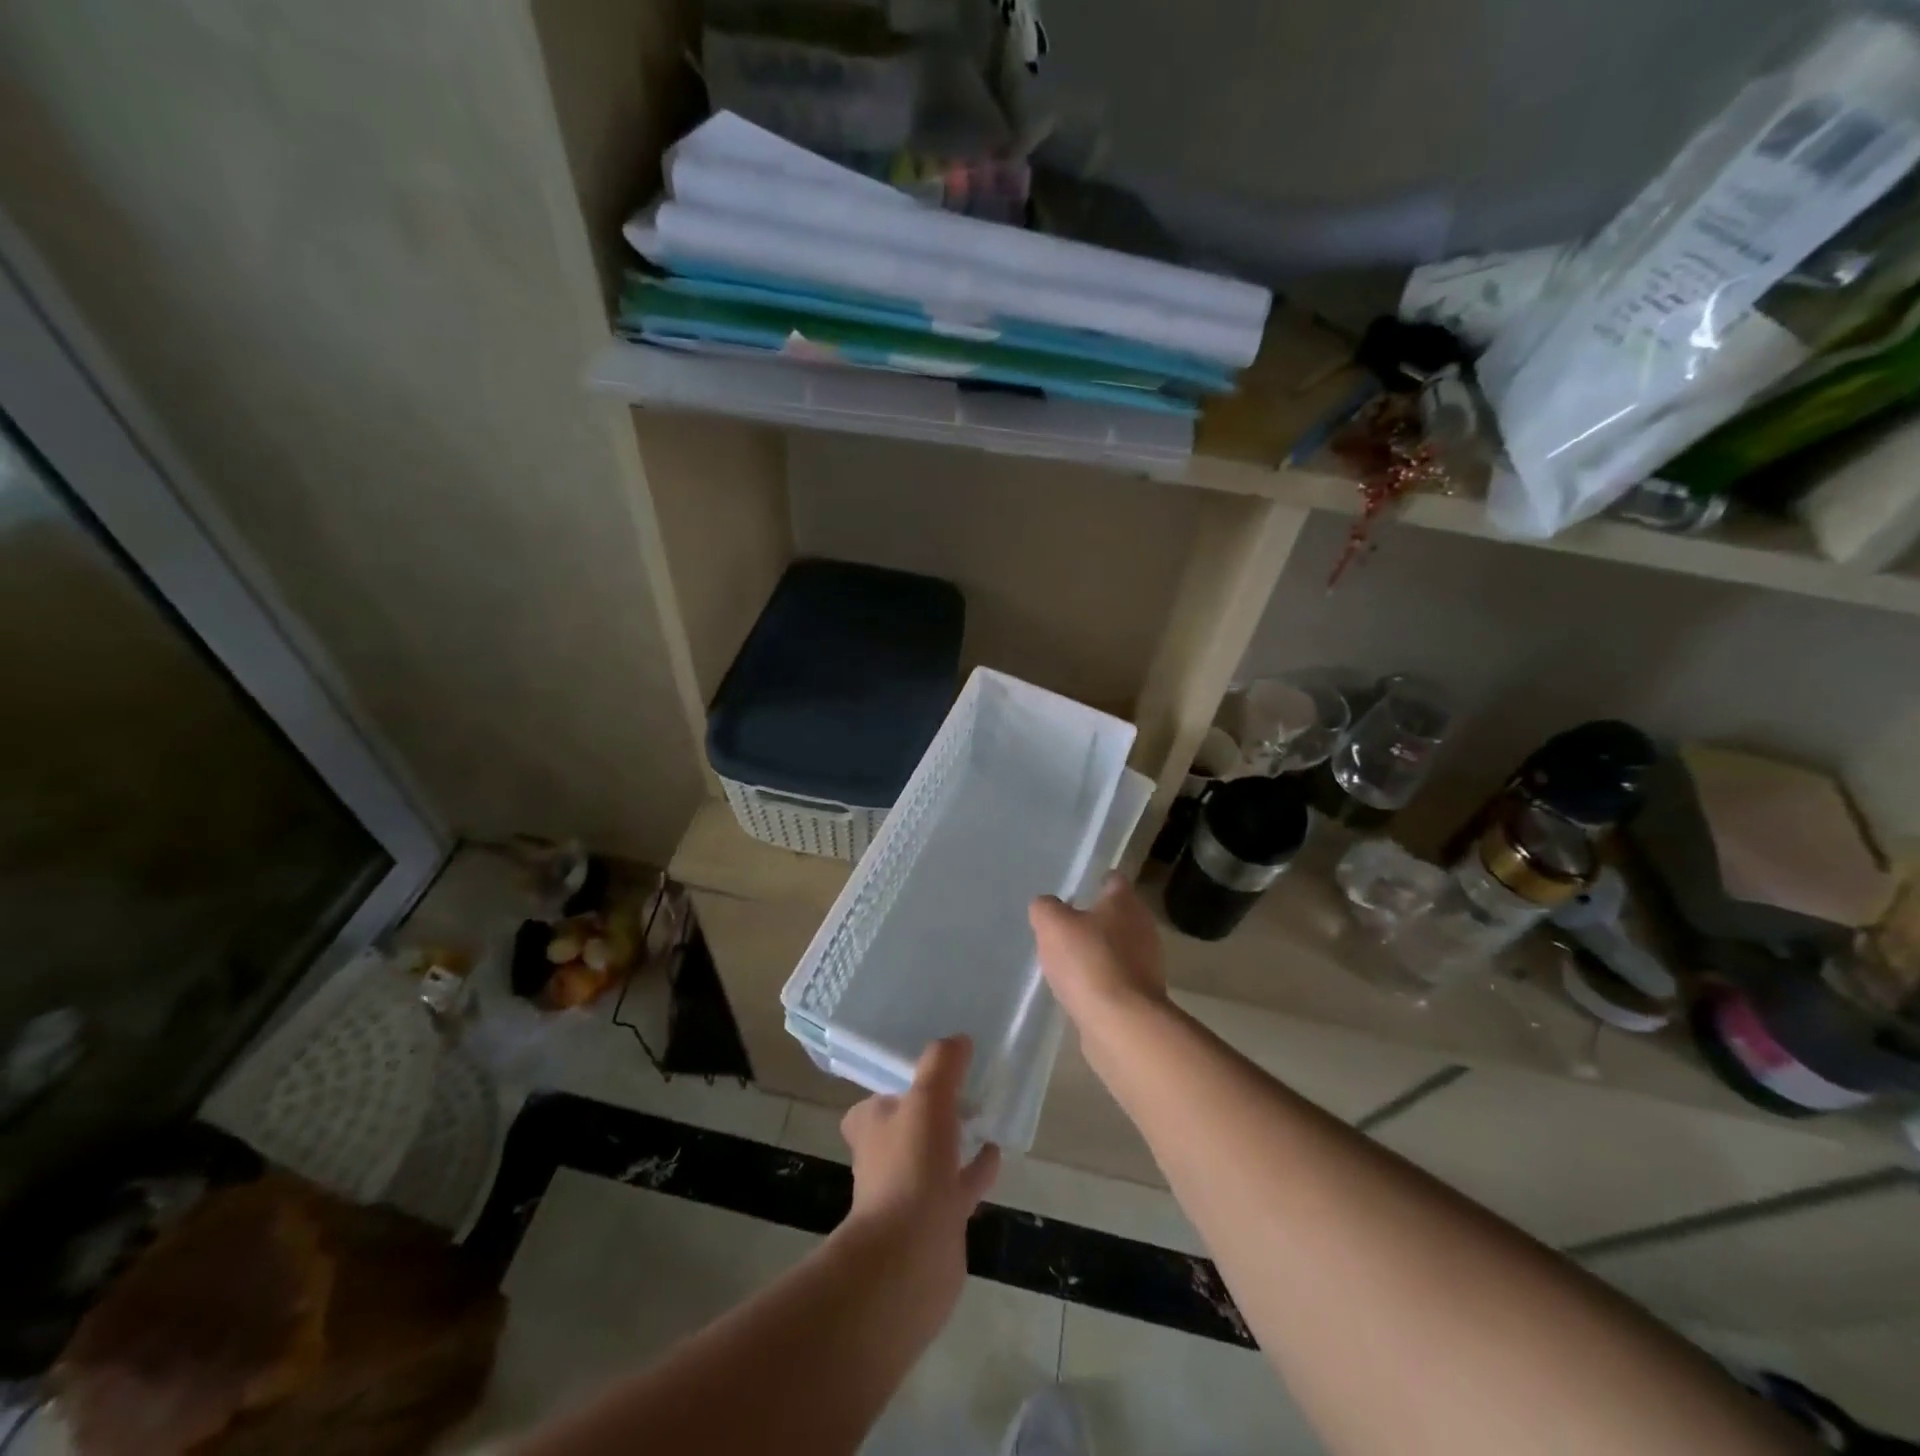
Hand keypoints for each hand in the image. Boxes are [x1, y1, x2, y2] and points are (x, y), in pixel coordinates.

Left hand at [840, 1036, 999, 1249]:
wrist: (910, 1255)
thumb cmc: (910, 1166)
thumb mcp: (927, 1099)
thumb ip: (942, 1064)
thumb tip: (958, 1039)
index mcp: (871, 1125)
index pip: (879, 1097)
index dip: (900, 1084)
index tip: (930, 1070)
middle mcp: (884, 1156)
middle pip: (908, 1125)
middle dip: (931, 1110)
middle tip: (963, 1088)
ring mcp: (910, 1190)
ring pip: (935, 1154)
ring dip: (955, 1138)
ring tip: (985, 1114)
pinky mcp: (936, 1218)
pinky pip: (959, 1183)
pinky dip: (976, 1168)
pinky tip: (996, 1152)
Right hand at [1030, 872, 1167, 1031]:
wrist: (1121, 1024)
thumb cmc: (1088, 961)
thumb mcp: (1052, 925)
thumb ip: (1045, 908)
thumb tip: (1046, 906)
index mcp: (1125, 903)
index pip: (1113, 880)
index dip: (1094, 881)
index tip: (1075, 889)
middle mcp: (1143, 927)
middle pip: (1117, 915)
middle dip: (1094, 919)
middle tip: (1065, 926)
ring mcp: (1147, 964)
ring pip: (1118, 948)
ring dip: (1098, 951)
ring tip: (1068, 959)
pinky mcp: (1142, 995)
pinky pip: (1117, 978)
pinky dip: (1101, 979)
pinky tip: (1080, 988)